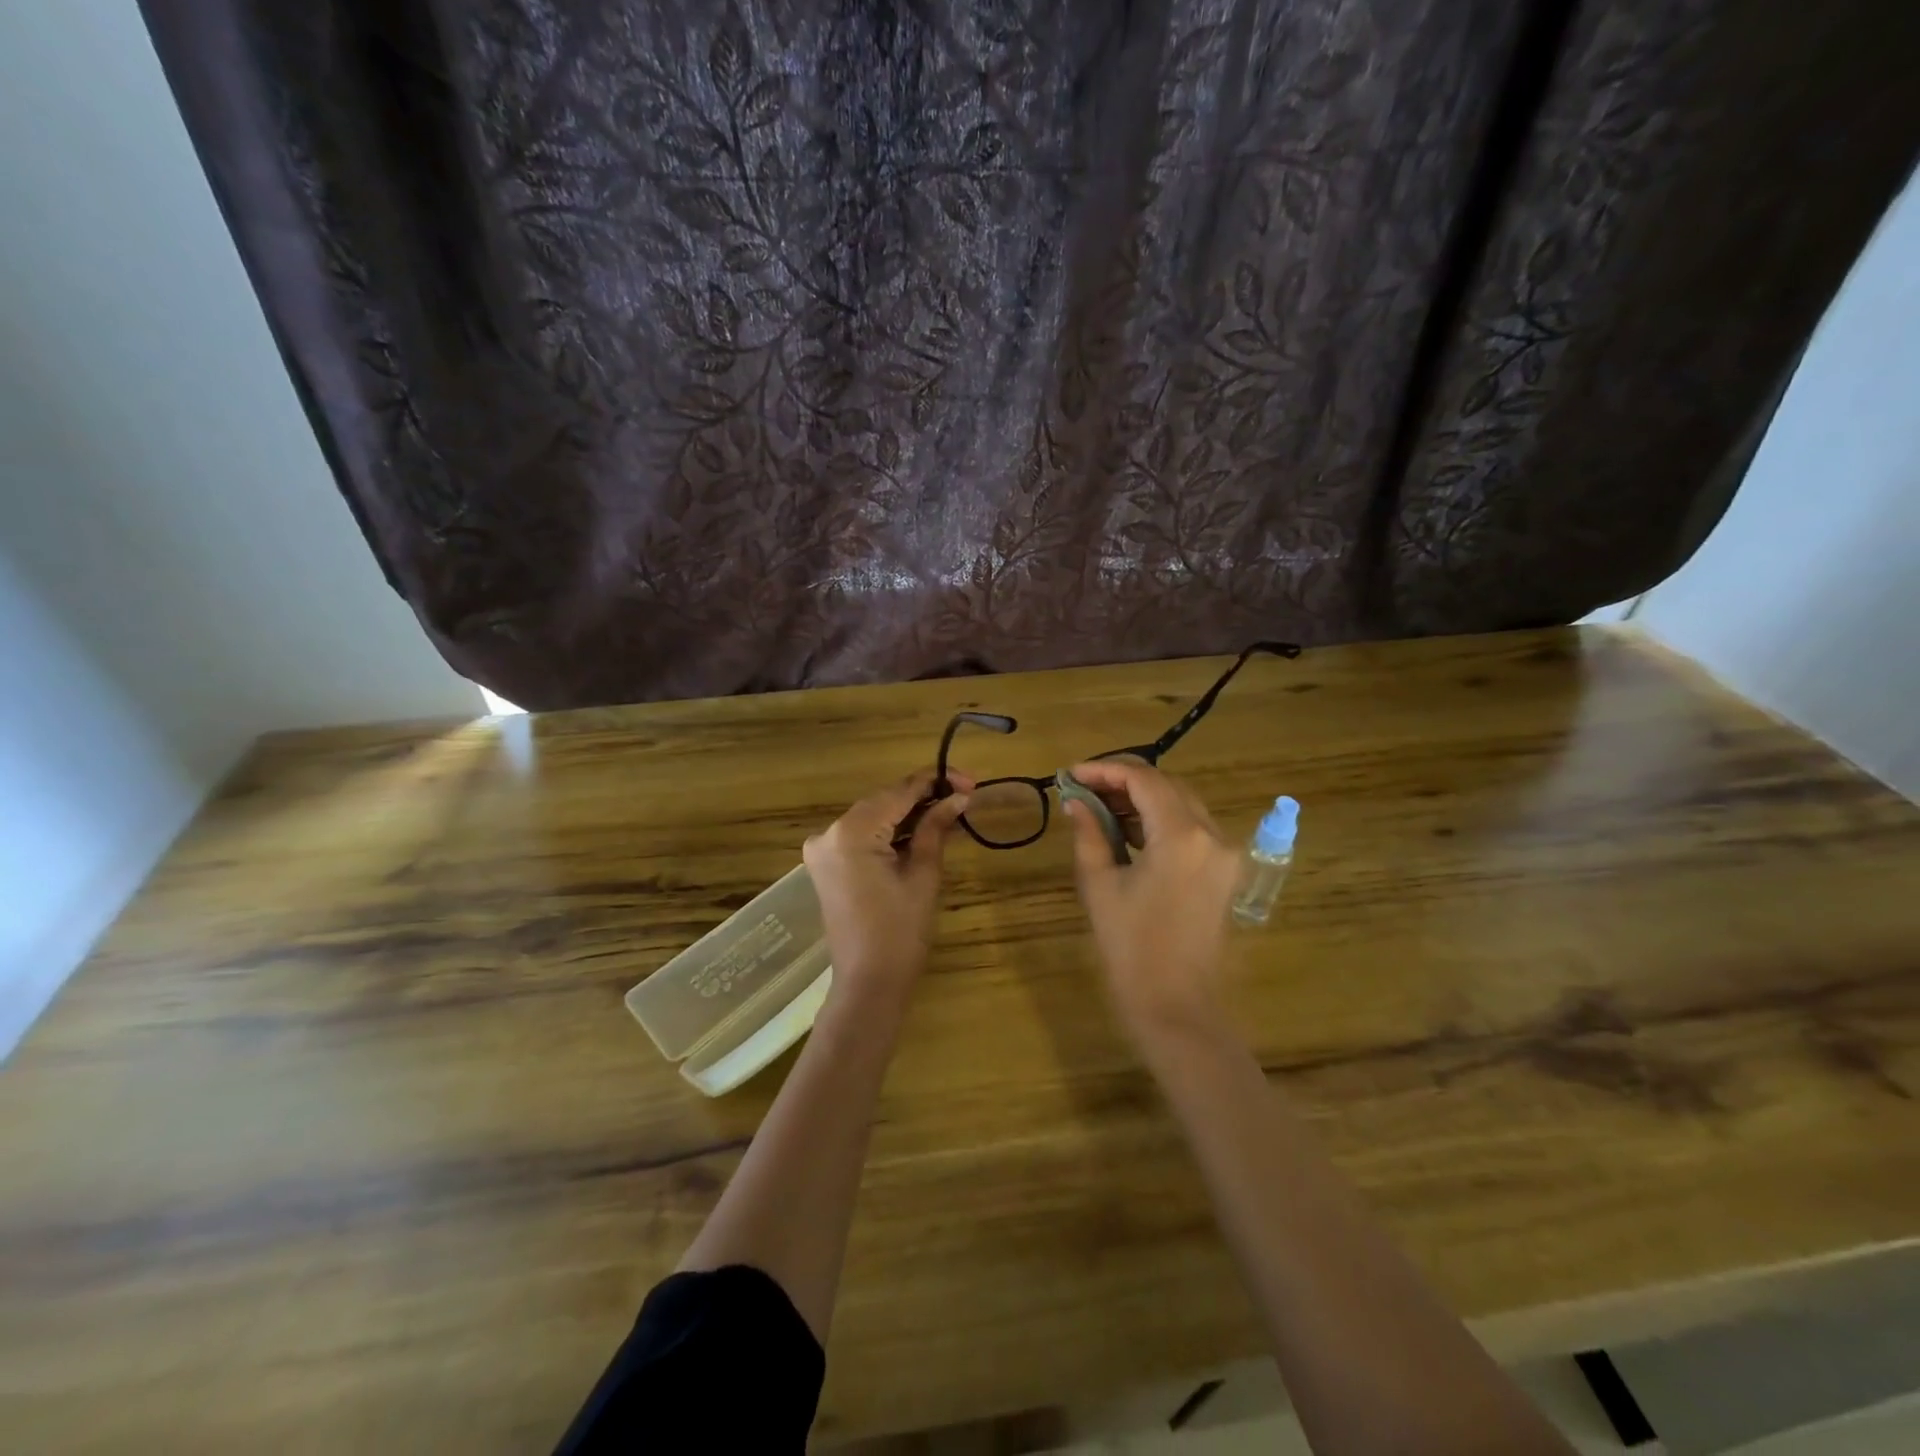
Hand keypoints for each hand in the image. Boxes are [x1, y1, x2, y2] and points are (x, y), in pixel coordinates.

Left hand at [803, 769, 972, 1014]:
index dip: (936, 782)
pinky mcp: (826, 864)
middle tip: (964, 795)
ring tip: (949, 810)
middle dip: (923, 796)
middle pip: (883, 800)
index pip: (898, 792)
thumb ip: (936, 828)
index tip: (970, 780)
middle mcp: (828, 832)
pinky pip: (861, 834)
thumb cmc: (901, 932)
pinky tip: (920, 829)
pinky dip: (889, 830)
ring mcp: (822, 848)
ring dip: (908, 812)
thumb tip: (959, 797)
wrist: (869, 984)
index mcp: (851, 832)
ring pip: (873, 816)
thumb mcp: (924, 874)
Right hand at [1063, 759, 1242, 1049]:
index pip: (1143, 780)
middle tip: (1083, 789)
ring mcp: (1226, 853)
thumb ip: (1089, 834)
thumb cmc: (1131, 948)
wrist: (1177, 1005)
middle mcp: (1212, 835)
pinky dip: (1161, 820)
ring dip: (1142, 799)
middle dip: (1123, 781)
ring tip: (1099, 806)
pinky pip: (1192, 828)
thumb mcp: (1100, 886)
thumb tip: (1075, 802)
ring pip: (1182, 803)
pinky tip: (1128, 829)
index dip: (1105, 770)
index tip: (1071, 774)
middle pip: (1167, 786)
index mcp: (1181, 836)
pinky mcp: (1226, 870)